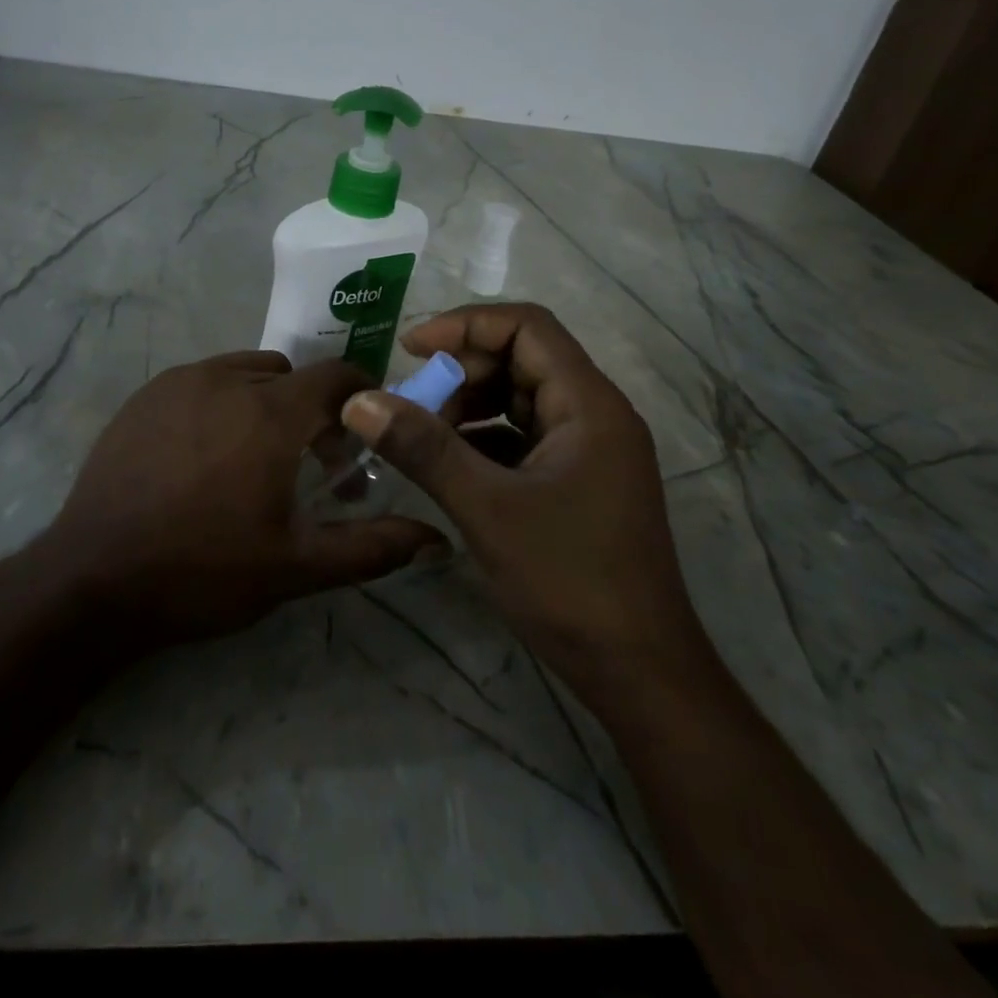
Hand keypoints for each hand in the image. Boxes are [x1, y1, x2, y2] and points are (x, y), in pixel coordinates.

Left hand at [35, 350, 446, 652]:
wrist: (94, 579)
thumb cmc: (204, 572)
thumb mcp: (296, 567)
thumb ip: (371, 547)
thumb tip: (436, 539)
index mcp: (271, 413)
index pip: (336, 376)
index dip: (360, 398)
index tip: (363, 434)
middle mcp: (227, 380)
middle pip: (291, 376)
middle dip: (311, 410)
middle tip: (307, 463)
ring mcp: (179, 383)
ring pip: (245, 372)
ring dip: (265, 401)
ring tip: (253, 456)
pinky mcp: (144, 396)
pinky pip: (201, 381)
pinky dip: (220, 402)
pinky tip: (203, 454)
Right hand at [340, 304, 706, 686]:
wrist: (638, 672)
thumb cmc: (569, 580)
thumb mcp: (486, 508)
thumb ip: (423, 449)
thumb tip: (359, 401)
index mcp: (588, 404)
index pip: (526, 327)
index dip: (464, 326)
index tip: (409, 350)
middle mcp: (594, 415)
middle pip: (521, 360)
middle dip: (460, 374)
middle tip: (410, 405)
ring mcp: (587, 451)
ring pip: (518, 401)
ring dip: (468, 408)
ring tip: (422, 438)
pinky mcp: (576, 482)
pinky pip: (522, 439)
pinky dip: (482, 442)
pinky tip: (447, 467)